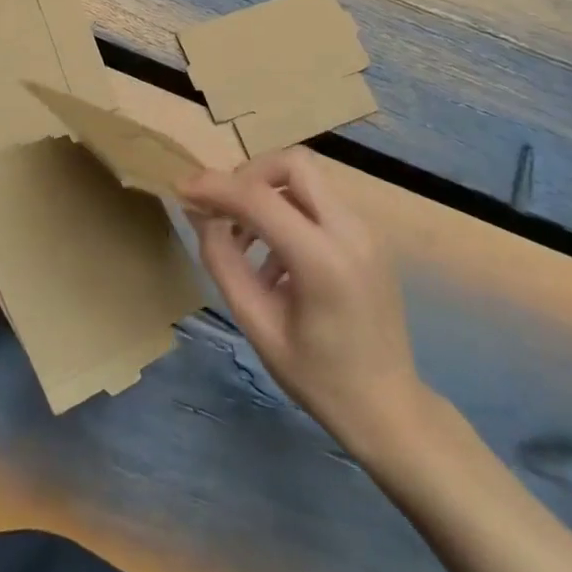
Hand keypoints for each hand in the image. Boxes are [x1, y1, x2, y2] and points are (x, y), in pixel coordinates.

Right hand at [181, 149, 422, 452]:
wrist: (389, 408)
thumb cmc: (318, 378)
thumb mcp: (258, 325)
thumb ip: (224, 263)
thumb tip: (200, 215)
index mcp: (323, 260)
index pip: (259, 197)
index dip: (215, 186)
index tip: (183, 188)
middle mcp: (351, 231)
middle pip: (294, 163)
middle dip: (249, 175)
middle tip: (222, 209)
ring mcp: (367, 230)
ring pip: (308, 179)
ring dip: (268, 194)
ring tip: (243, 242)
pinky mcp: (369, 236)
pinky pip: (321, 202)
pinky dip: (289, 212)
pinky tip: (274, 260)